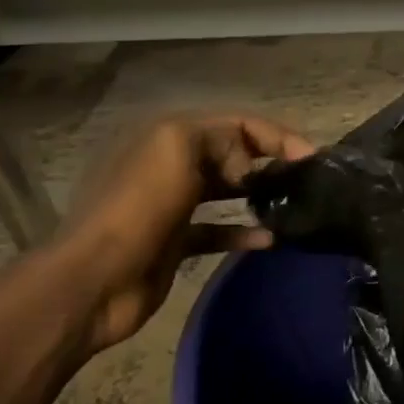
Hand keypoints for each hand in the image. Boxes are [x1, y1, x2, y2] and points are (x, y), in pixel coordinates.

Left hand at [53, 113, 314, 352]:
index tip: (309, 156)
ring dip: (258, 194)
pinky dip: (243, 233)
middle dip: (267, 160)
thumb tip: (246, 167)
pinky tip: (269, 240)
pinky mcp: (175, 241)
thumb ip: (220, 141)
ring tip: (291, 204)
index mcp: (167, 135)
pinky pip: (218, 230)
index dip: (274, 134)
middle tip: (303, 179)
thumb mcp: (177, 150)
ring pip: (225, 190)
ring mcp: (171, 204)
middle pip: (230, 153)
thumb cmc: (137, 209)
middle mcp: (169, 163)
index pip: (233, 122)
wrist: (94, 281)